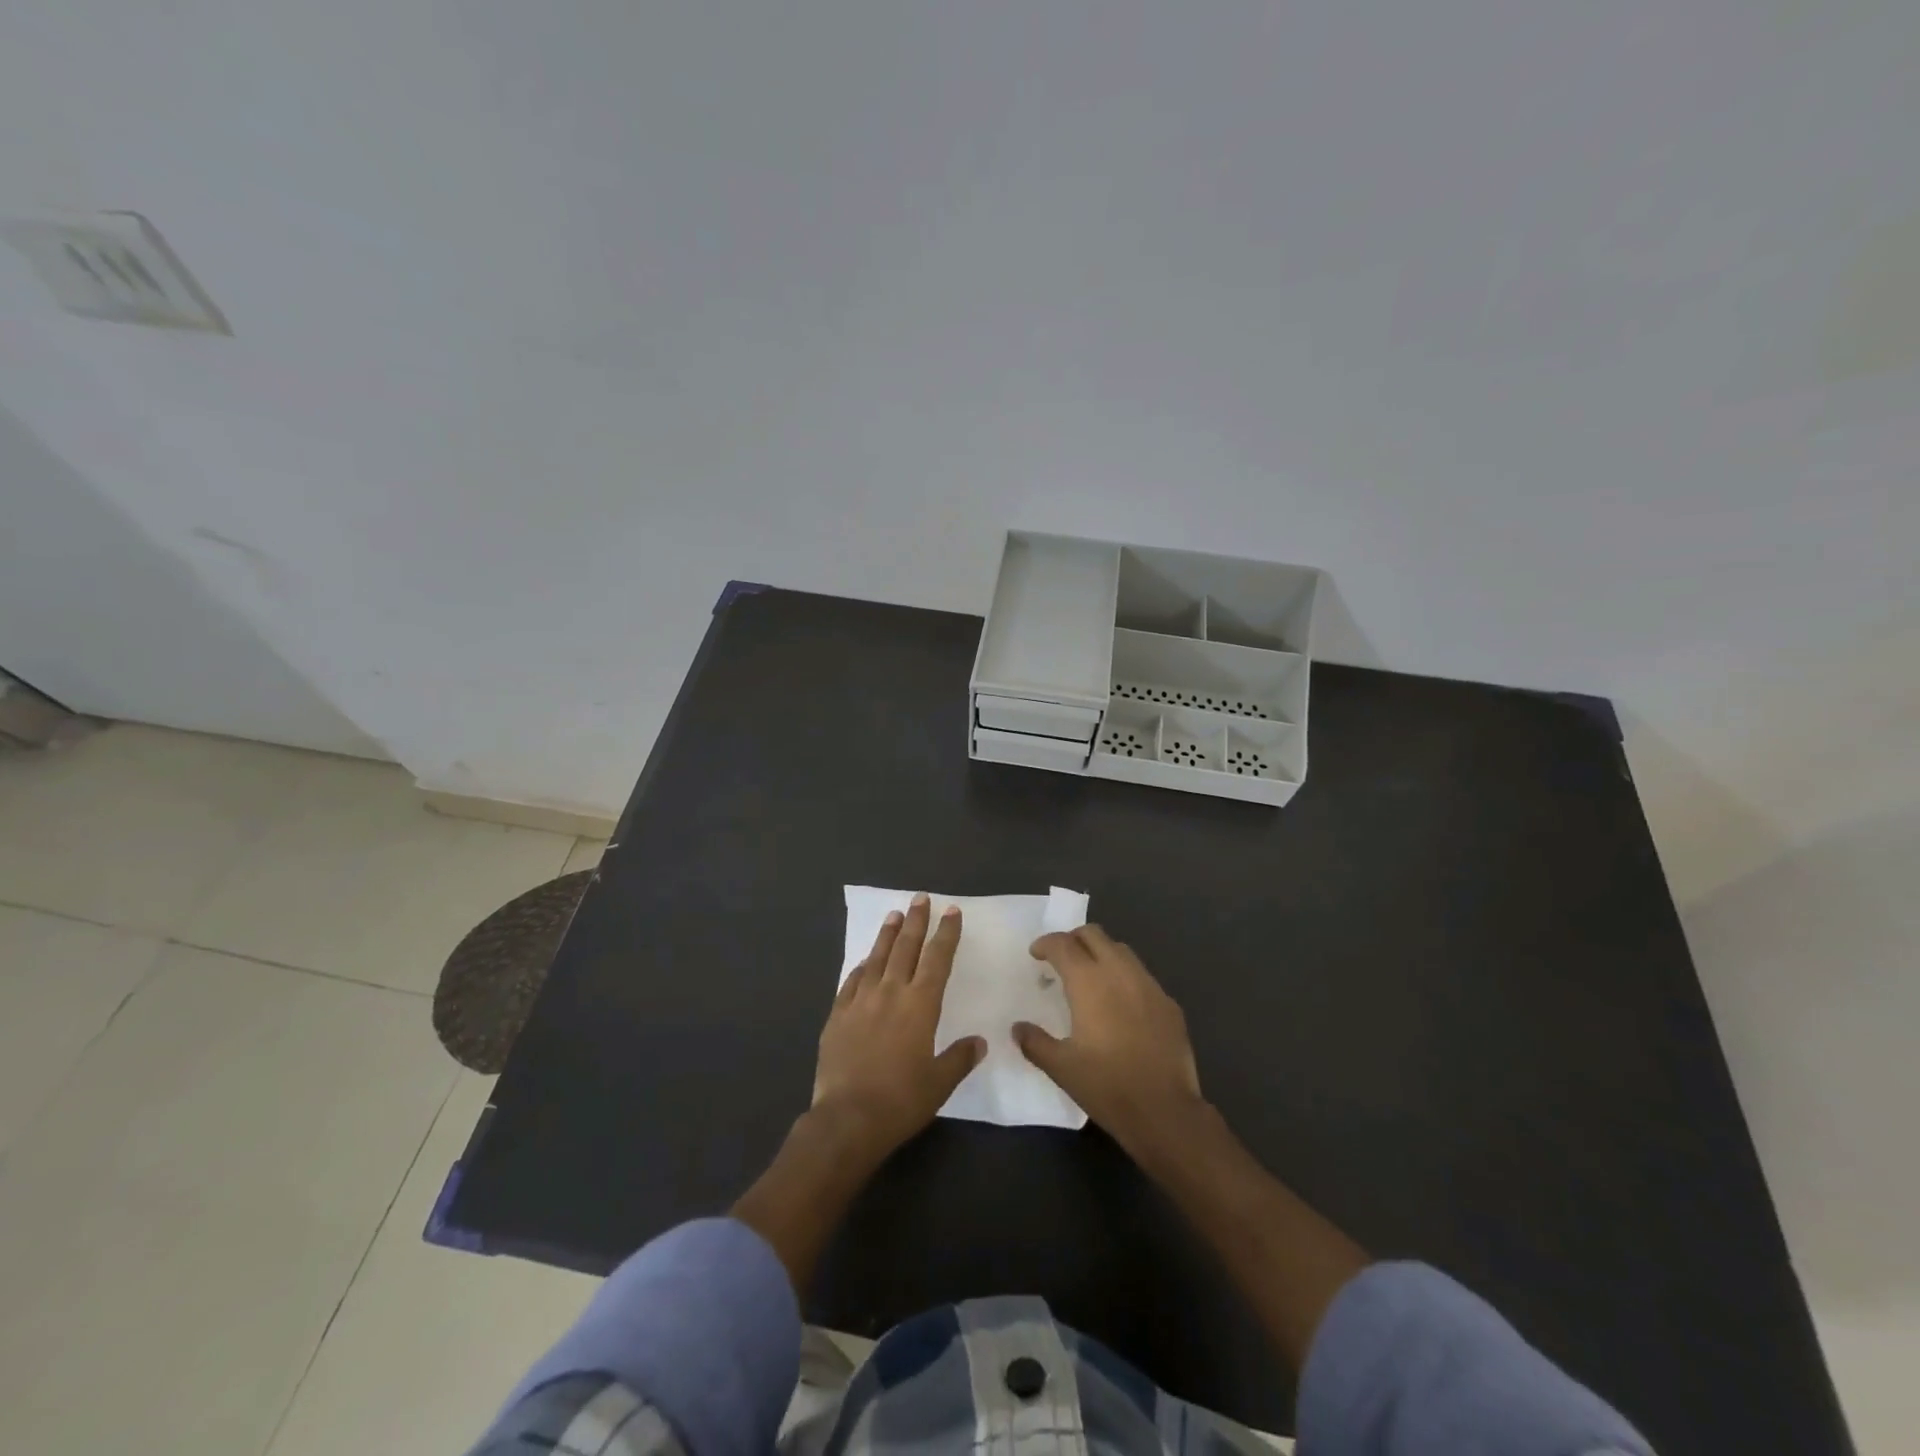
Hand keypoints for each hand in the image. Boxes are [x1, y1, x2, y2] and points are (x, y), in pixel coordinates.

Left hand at [812, 894, 984, 1162]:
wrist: (848, 1118)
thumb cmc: (901, 1101)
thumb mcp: (940, 1083)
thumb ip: (960, 1058)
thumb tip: (979, 1042)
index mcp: (920, 1005)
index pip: (938, 959)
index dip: (946, 934)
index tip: (951, 911)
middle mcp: (891, 993)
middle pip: (906, 948)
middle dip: (916, 921)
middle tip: (921, 899)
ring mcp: (860, 1001)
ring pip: (877, 958)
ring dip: (887, 934)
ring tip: (894, 915)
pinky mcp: (837, 1015)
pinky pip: (851, 982)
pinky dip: (861, 967)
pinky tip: (864, 962)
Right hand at [1015, 924, 1204, 1158]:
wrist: (1165, 1112)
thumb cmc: (1107, 1086)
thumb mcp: (1061, 1068)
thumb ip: (1035, 1042)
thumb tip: (1018, 1028)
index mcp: (1089, 982)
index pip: (1063, 944)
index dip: (1046, 944)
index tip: (1036, 954)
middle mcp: (1120, 973)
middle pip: (1094, 934)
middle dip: (1073, 940)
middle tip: (1061, 959)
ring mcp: (1149, 985)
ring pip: (1121, 950)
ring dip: (1101, 953)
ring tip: (1090, 977)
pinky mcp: (1169, 1003)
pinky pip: (1142, 976)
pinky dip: (1125, 977)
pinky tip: (1121, 1005)